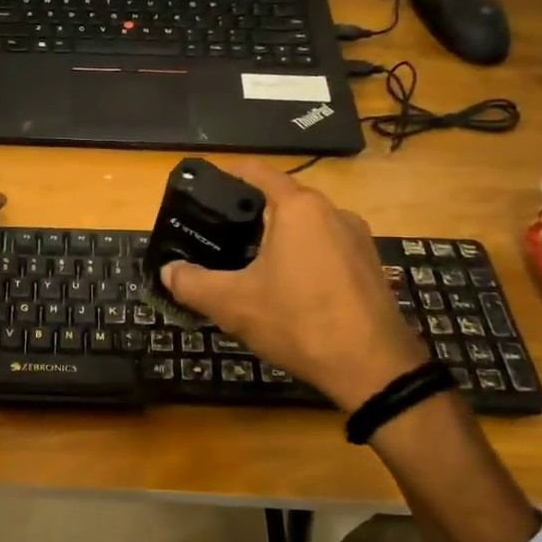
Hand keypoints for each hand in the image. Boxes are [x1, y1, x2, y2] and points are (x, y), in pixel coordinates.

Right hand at [160, 162, 425, 413]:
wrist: (373, 368)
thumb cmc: (298, 321)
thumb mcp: (232, 304)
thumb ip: (192, 283)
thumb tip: (168, 271)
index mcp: (299, 208)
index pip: (257, 173)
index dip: (227, 175)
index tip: (204, 189)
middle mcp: (333, 212)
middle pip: (282, 201)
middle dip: (249, 216)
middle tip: (217, 237)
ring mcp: (357, 239)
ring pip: (306, 227)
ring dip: (278, 240)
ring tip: (247, 265)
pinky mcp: (370, 266)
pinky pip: (326, 250)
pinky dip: (303, 258)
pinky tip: (287, 289)